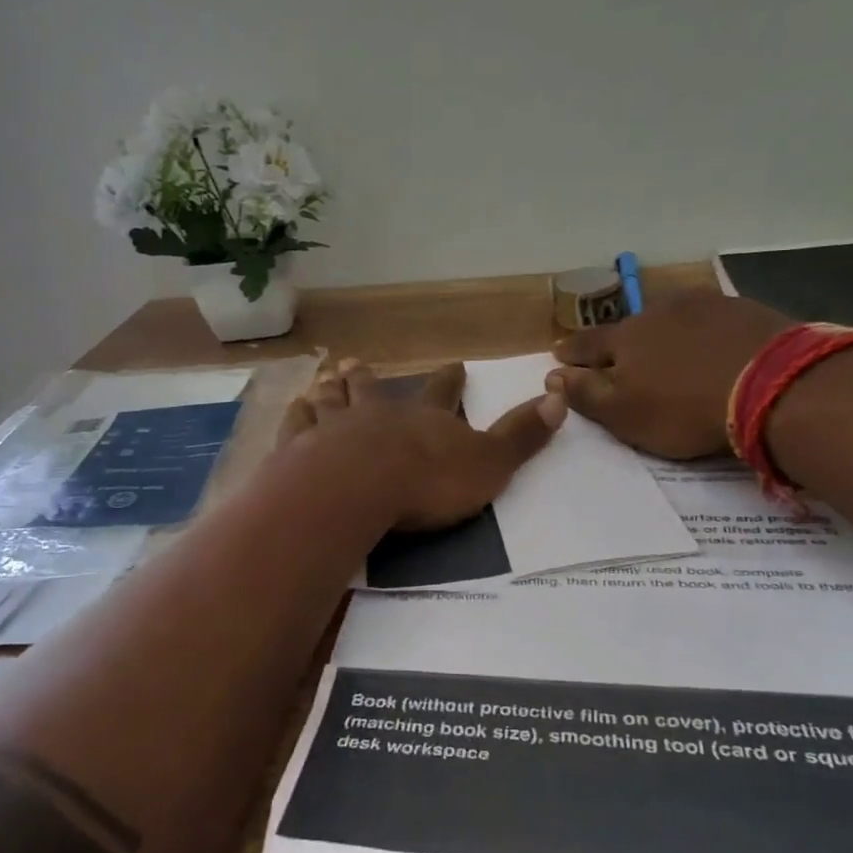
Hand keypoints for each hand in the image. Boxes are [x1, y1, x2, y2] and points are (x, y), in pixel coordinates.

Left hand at [281, 359, 565, 528]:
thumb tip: (559, 398)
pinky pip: (296, 426)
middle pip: (371, 388)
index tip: (454, 364)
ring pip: (330, 400)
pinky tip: (293, 410)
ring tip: (323, 379)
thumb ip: (520, 436)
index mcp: (422, 418)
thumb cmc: (427, 481)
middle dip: (368, 377)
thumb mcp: (488, 463)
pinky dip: (297, 416)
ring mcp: (333, 428)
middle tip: (357, 362)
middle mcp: (376, 413)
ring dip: (329, 389)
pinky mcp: (299, 450)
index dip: (449, 379)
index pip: (441, 392)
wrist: (358, 490)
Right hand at [547, 293, 793, 457]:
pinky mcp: (742, 309)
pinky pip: (709, 320)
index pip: (586, 343)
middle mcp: (657, 311)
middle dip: (620, 341)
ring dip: (663, 332)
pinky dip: (702, 332)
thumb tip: (553, 375)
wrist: (773, 386)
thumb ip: (586, 394)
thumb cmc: (685, 409)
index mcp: (624, 338)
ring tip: (666, 348)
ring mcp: (702, 305)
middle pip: (629, 326)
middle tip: (619, 355)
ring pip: (670, 317)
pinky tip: (712, 345)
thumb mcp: (625, 414)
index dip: (571, 353)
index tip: (559, 355)